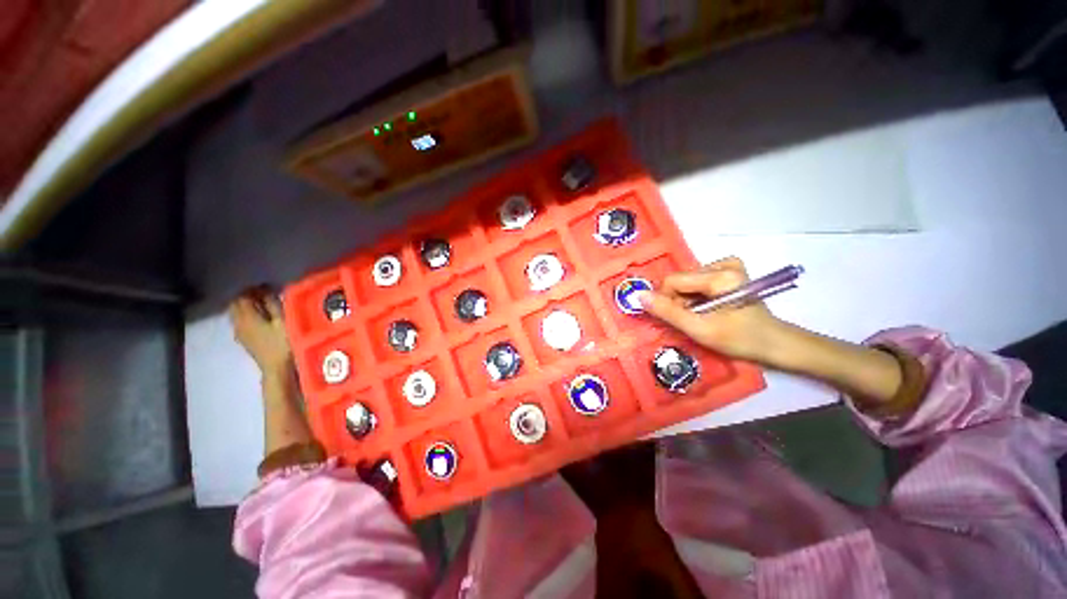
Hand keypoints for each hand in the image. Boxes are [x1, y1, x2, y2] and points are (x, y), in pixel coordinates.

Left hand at [229, 286, 292, 378]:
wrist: (277, 369)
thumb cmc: (284, 343)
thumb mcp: (284, 321)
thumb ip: (274, 305)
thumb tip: (269, 291)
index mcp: (246, 316)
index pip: (242, 296)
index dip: (253, 289)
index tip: (268, 286)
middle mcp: (237, 323)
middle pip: (236, 304)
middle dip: (248, 297)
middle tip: (265, 294)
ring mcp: (239, 333)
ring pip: (237, 313)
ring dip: (248, 307)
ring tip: (265, 306)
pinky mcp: (244, 340)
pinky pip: (241, 322)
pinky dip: (249, 316)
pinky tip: (262, 319)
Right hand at [638, 257, 785, 363]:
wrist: (773, 343)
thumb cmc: (739, 339)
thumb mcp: (699, 329)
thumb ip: (667, 312)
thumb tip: (638, 296)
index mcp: (720, 275)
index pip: (673, 280)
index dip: (666, 300)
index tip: (673, 319)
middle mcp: (724, 264)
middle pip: (681, 280)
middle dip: (678, 302)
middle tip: (690, 321)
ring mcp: (728, 266)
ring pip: (687, 282)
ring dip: (686, 301)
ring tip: (700, 317)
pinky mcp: (729, 272)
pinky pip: (697, 282)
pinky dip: (695, 297)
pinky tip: (706, 308)